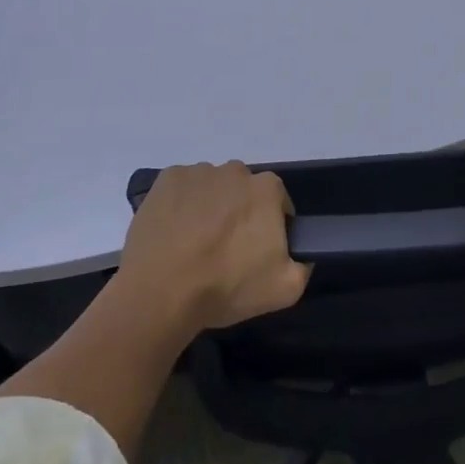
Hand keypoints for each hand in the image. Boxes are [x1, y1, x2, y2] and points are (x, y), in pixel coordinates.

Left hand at [118, 163, 310, 332]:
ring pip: (212, 187)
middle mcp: (235, 170)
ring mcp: (198, 171)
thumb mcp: (285, 289)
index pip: (278, 202)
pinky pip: (182, 188)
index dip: (271, 227)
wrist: (161, 292)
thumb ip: (303, 265)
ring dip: (210, 207)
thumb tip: (300, 254)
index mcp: (267, 189)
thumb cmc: (226, 286)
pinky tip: (174, 232)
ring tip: (194, 244)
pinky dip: (181, 204)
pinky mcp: (167, 179)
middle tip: (225, 249)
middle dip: (240, 213)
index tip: (257, 251)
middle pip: (243, 191)